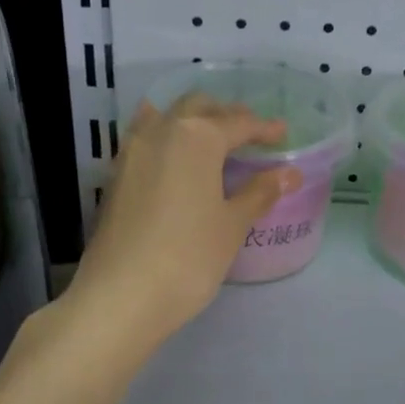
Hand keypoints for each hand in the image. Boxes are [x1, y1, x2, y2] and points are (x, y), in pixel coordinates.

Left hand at [66, 95, 297, 348]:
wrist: (120, 295)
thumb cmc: (188, 257)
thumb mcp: (232, 225)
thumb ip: (259, 193)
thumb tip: (288, 173)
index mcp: (196, 137)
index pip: (237, 123)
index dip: (263, 128)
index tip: (283, 133)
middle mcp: (161, 131)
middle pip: (198, 108)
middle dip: (225, 115)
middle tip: (249, 134)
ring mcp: (131, 151)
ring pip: (166, 117)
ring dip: (192, 120)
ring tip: (211, 140)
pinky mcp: (115, 175)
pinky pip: (145, 138)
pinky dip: (166, 137)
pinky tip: (174, 158)